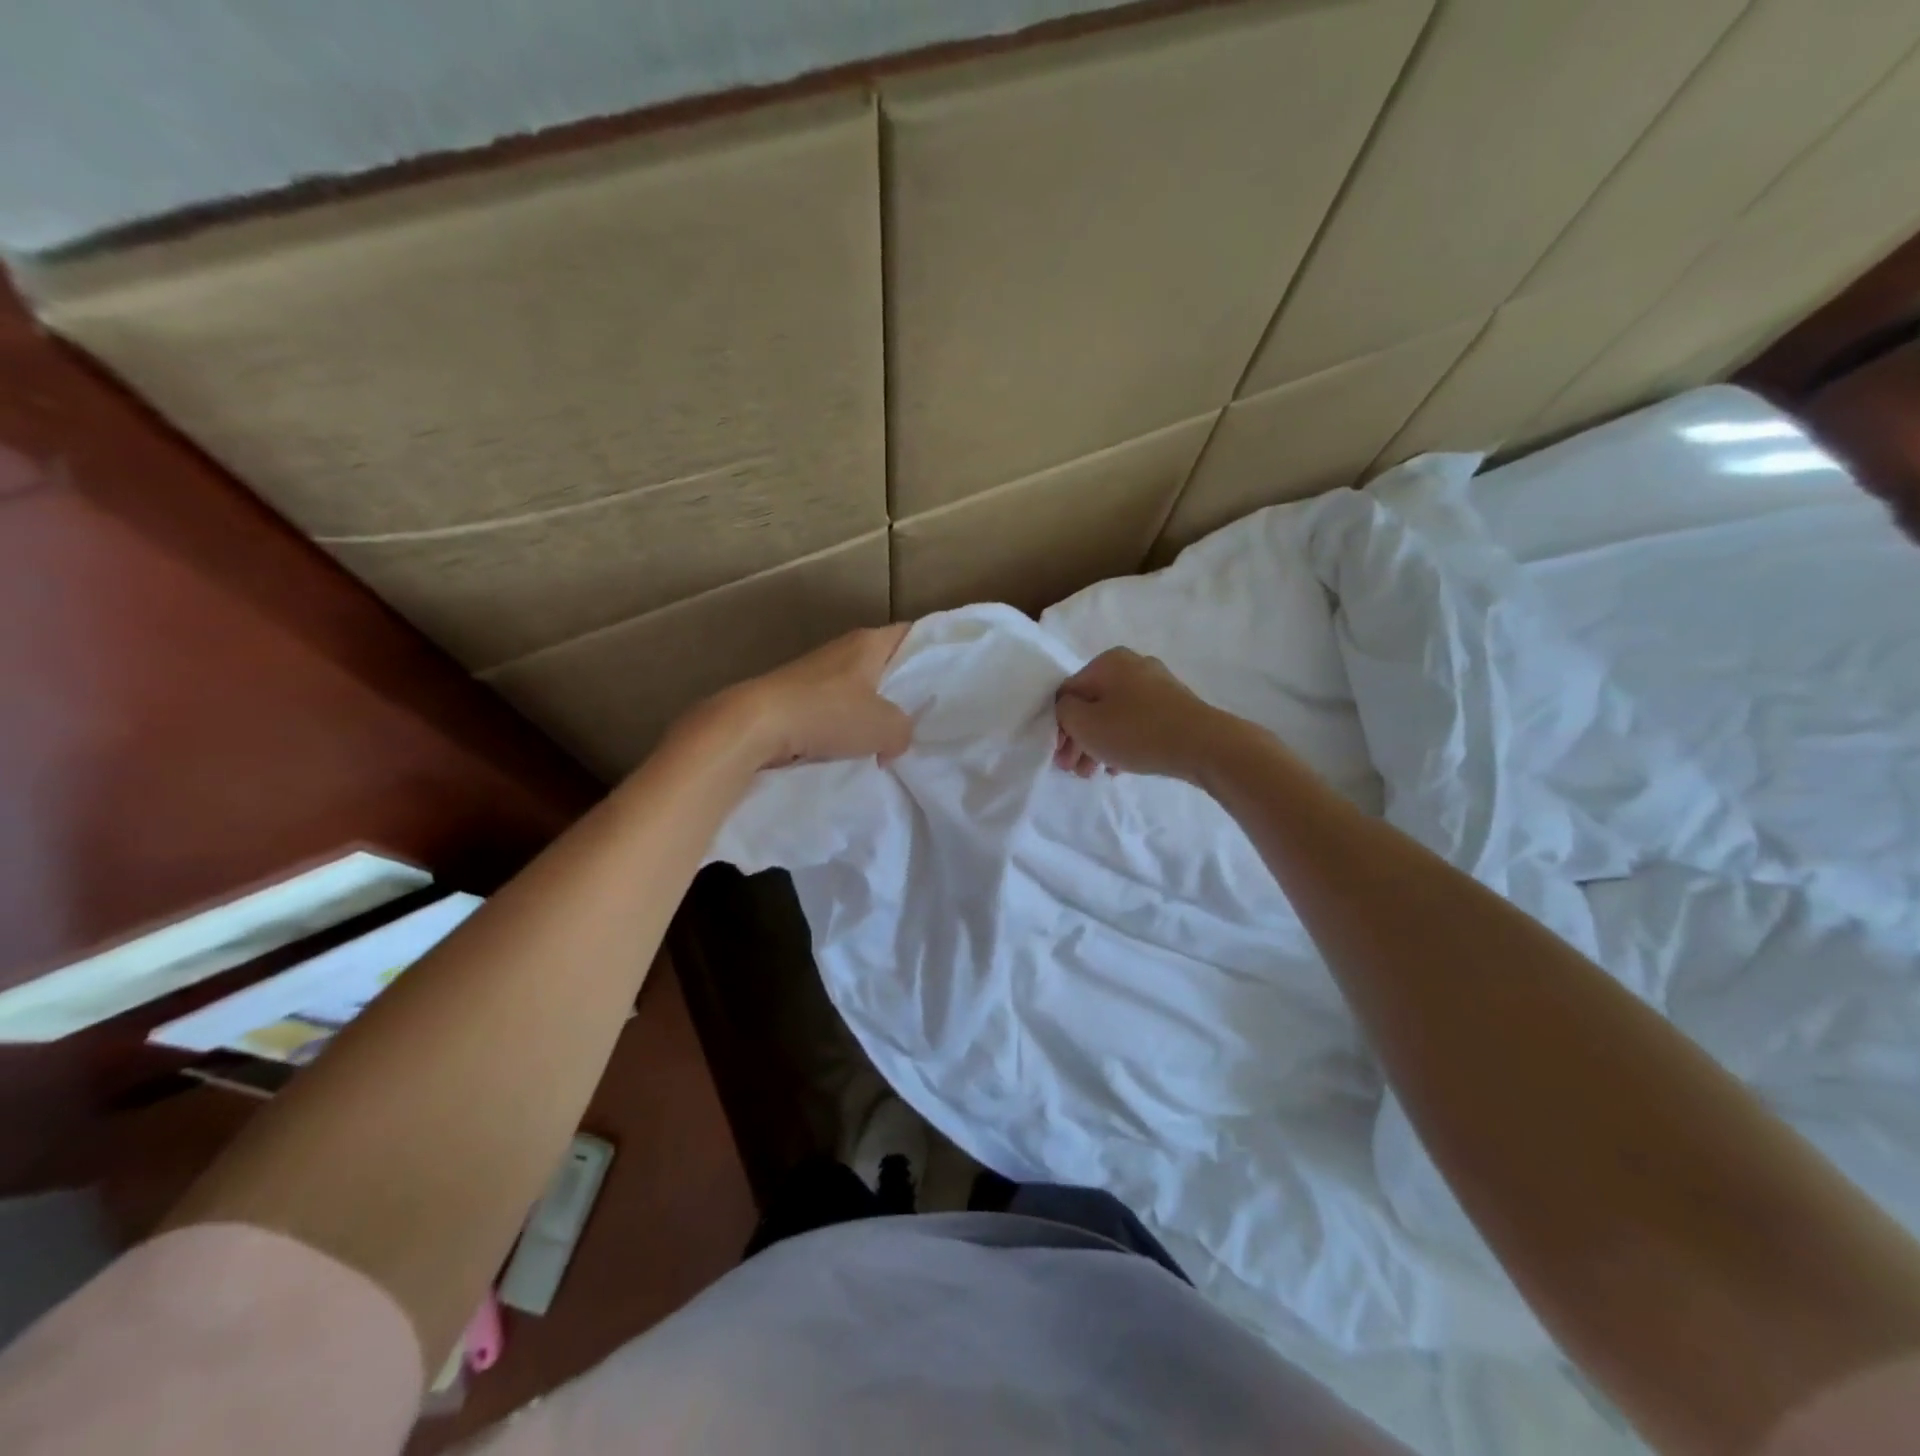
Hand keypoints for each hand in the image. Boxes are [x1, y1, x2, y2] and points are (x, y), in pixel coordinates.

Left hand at [719, 624, 914, 768]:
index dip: (932, 651)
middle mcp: (844, 649)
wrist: (756, 724)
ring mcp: (817, 671)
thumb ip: (904, 731)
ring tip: (890, 736)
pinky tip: (852, 747)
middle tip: (925, 713)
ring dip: (871, 710)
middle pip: (885, 663)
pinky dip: (844, 723)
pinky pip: (833, 706)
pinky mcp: (796, 694)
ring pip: (859, 687)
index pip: (912, 634)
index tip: (948, 673)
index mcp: (870, 642)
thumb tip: (895, 741)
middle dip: (903, 687)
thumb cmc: (828, 714)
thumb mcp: (885, 727)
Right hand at [1053, 648, 1220, 780]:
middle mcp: (1133, 665)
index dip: (1058, 726)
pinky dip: (1123, 742)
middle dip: (1079, 739)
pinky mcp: (1175, 706)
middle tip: (1073, 770)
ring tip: (1094, 773)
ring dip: (1098, 744)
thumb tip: (1069, 709)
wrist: (1204, 745)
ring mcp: (1157, 685)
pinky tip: (1119, 767)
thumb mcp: (1085, 723)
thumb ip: (1064, 712)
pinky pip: (1137, 723)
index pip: (1068, 692)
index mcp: (1108, 662)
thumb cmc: (1136, 731)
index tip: (1059, 756)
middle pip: (1092, 704)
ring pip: (1114, 715)